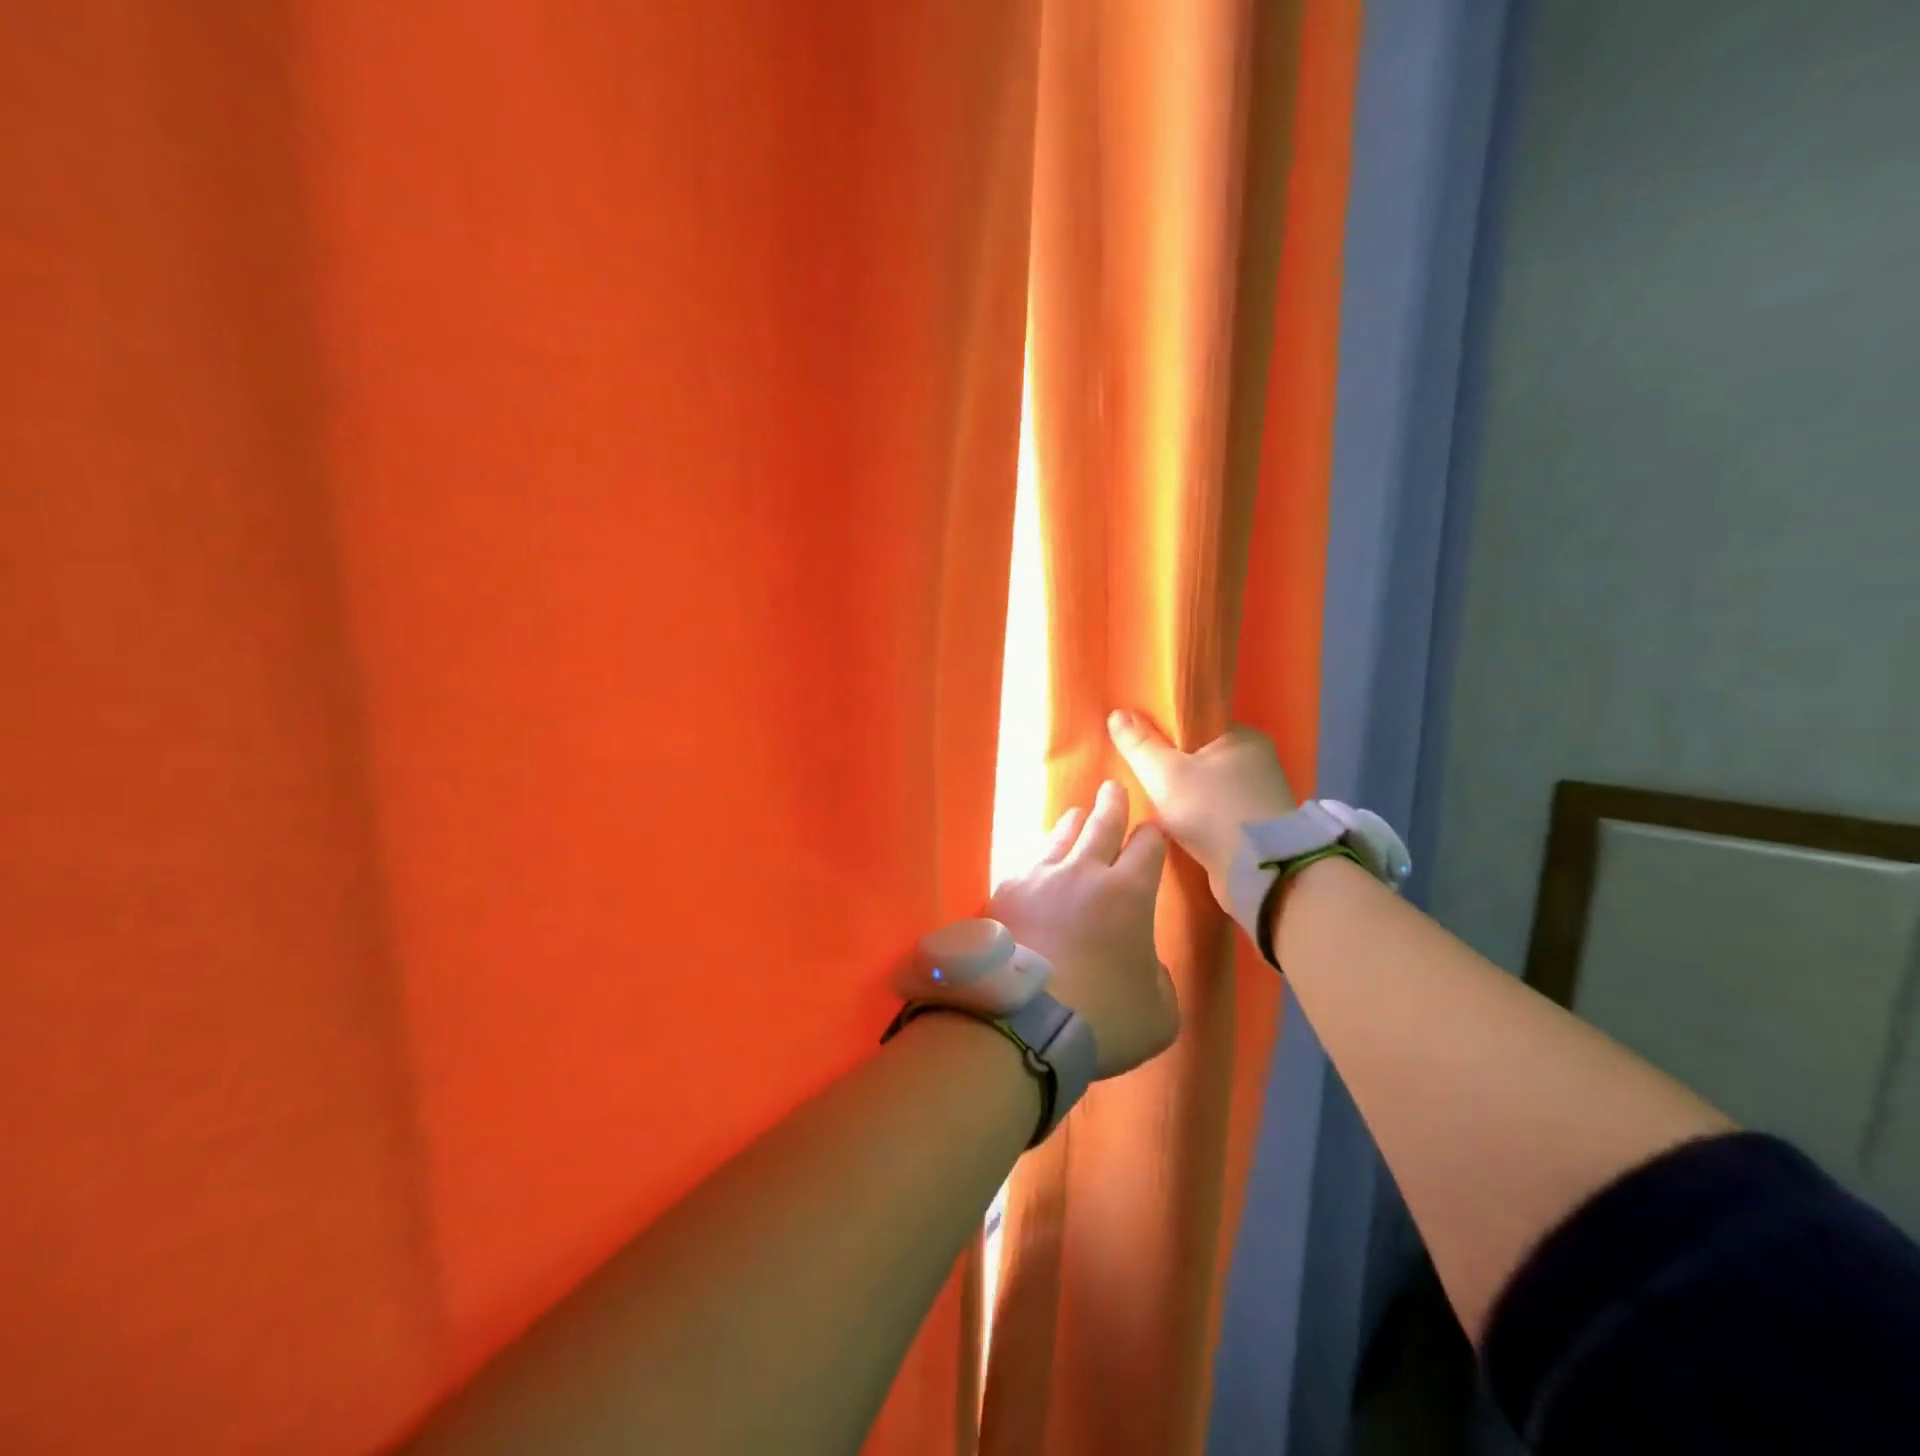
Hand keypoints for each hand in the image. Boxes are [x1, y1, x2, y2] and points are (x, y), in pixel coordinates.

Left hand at [988, 780, 1179, 1079]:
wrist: (1023, 1022)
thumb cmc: (1103, 1018)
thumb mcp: (1159, 1012)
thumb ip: (1159, 979)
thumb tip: (1144, 963)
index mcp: (1129, 893)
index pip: (1148, 846)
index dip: (1154, 836)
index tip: (1154, 831)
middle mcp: (1084, 872)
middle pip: (1102, 823)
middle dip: (1112, 803)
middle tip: (1112, 788)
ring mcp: (1040, 878)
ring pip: (1060, 836)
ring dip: (1072, 823)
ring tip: (1075, 816)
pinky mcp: (1004, 893)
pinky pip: (1026, 864)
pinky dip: (1038, 859)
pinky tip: (1035, 866)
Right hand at [1106, 709, 1296, 915]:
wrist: (1260, 872)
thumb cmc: (1212, 812)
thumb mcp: (1164, 774)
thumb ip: (1139, 745)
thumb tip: (1117, 713)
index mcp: (1242, 736)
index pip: (1194, 723)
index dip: (1162, 732)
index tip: (1137, 746)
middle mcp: (1256, 760)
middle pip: (1198, 754)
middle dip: (1170, 766)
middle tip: (1138, 778)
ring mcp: (1259, 794)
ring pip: (1206, 784)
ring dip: (1182, 793)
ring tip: (1151, 802)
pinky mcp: (1256, 824)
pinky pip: (1216, 809)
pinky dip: (1196, 814)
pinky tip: (1174, 823)